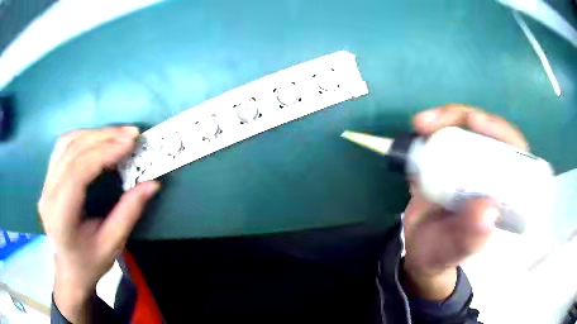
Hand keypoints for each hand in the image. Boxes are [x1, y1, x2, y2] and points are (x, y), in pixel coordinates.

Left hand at [38, 127, 159, 322]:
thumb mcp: (113, 245)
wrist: (69, 269)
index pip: (78, 172)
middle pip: (72, 152)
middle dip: (103, 138)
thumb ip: (129, 213)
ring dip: (93, 134)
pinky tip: (98, 140)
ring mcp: (45, 184)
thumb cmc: (90, 263)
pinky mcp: (48, 179)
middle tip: (131, 134)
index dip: (104, 152)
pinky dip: (83, 138)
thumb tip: (152, 184)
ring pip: (66, 144)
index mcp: (61, 216)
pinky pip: (63, 147)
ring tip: (117, 135)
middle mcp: (48, 194)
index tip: (131, 143)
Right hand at [402, 105, 527, 300]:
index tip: (475, 122)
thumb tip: (487, 209)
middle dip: (463, 118)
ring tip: (421, 125)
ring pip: (465, 128)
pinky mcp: (447, 160)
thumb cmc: (440, 255)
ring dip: (444, 119)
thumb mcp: (453, 252)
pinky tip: (418, 129)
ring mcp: (468, 164)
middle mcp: (489, 172)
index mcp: (502, 193)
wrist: (417, 251)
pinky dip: (431, 128)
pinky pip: (443, 135)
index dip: (498, 131)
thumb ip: (469, 238)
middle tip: (435, 123)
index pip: (513, 152)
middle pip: (486, 131)